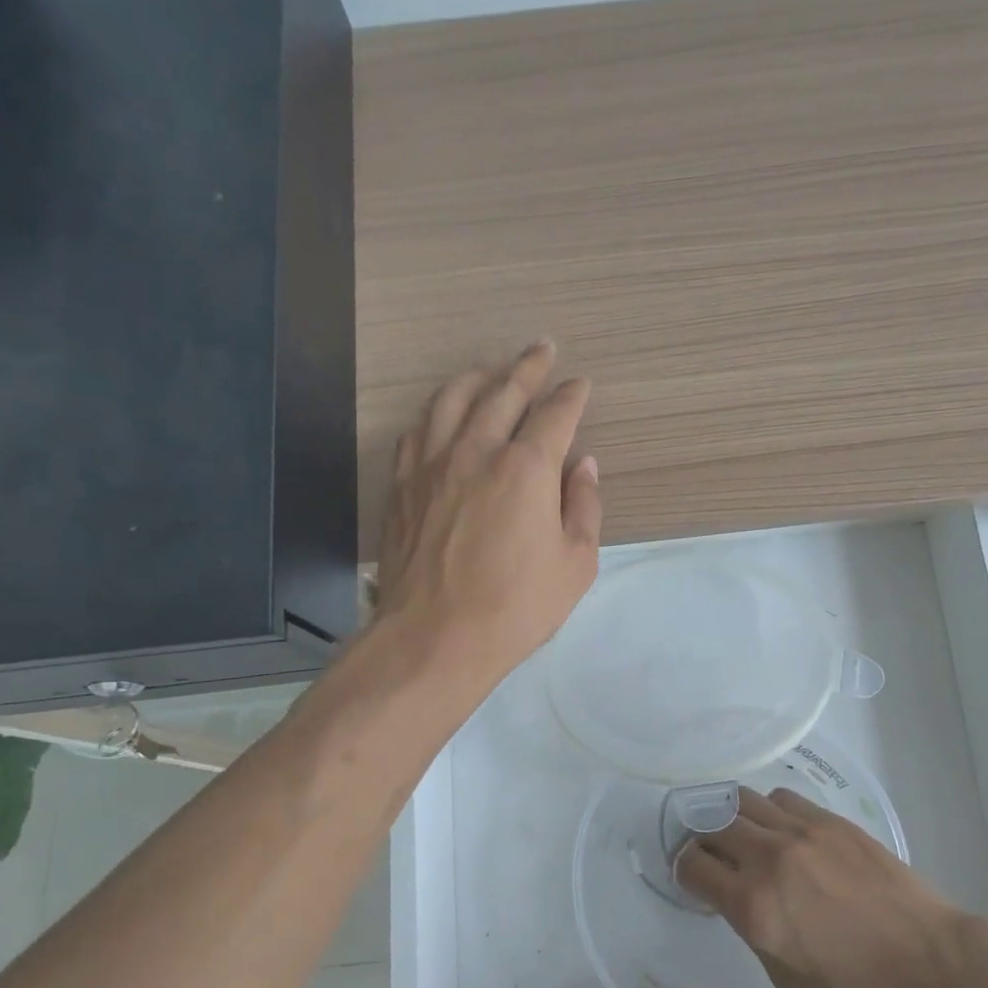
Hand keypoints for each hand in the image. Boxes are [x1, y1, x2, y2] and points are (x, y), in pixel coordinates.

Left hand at [378, 341, 601, 686]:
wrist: (435, 637)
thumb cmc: (516, 606)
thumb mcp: (575, 564)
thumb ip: (584, 507)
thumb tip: (584, 466)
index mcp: (526, 468)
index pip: (554, 416)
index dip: (571, 396)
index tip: (580, 384)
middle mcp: (477, 451)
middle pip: (503, 392)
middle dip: (527, 367)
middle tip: (541, 349)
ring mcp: (432, 465)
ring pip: (452, 400)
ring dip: (477, 376)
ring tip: (491, 368)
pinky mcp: (403, 486)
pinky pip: (418, 431)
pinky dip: (436, 412)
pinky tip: (442, 413)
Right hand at [675, 787, 969, 987]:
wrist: (925, 955)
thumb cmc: (855, 982)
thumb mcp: (784, 973)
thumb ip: (749, 927)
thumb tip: (734, 894)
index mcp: (753, 905)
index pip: (692, 866)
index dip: (684, 870)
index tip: (693, 876)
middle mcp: (768, 858)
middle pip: (710, 825)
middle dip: (702, 840)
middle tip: (712, 854)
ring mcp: (799, 831)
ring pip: (741, 801)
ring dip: (732, 818)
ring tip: (743, 835)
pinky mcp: (827, 818)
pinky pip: (780, 798)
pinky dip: (769, 811)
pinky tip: (781, 830)